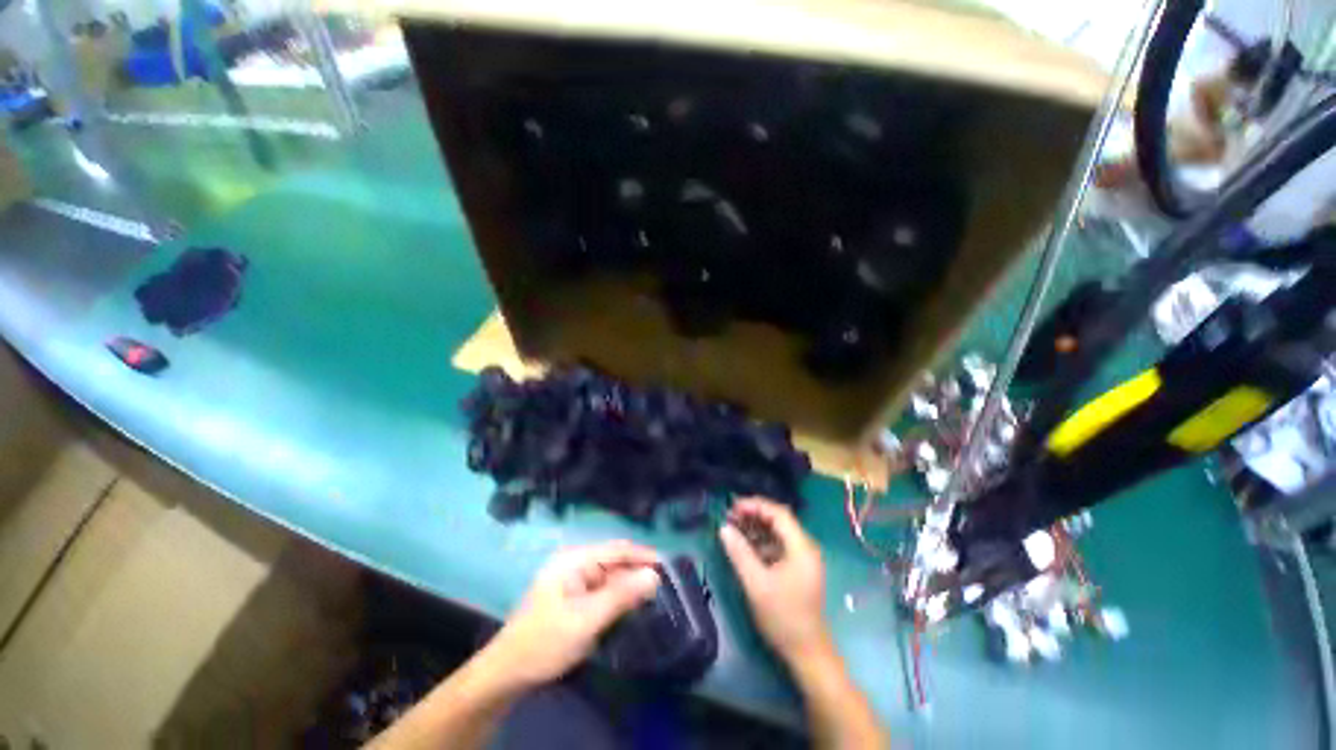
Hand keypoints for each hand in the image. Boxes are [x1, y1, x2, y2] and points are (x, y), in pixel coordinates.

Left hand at [482, 540, 660, 688]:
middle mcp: (574, 563)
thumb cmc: (545, 642)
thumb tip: (653, 575)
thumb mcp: (586, 619)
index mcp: (574, 560)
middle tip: (663, 587)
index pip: (616, 549)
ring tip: (652, 597)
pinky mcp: (573, 597)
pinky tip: (630, 607)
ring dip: (628, 586)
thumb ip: (621, 595)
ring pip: (609, 577)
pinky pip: (602, 591)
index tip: (667, 566)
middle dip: (636, 572)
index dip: (642, 555)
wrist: (508, 673)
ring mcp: (573, 580)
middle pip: (613, 562)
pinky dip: (617, 597)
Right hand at [720, 497, 831, 664]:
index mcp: (801, 547)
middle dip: (753, 515)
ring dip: (755, 528)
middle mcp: (804, 548)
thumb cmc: (783, 617)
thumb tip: (723, 528)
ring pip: (777, 533)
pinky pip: (777, 546)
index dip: (755, 506)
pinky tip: (744, 546)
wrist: (807, 654)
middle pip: (778, 521)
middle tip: (729, 517)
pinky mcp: (796, 569)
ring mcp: (802, 559)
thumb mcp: (756, 584)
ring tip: (732, 528)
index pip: (778, 513)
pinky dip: (760, 543)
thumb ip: (739, 553)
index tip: (733, 507)